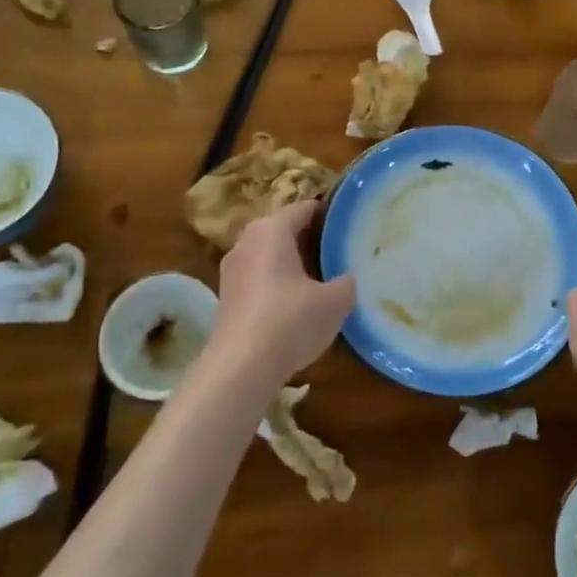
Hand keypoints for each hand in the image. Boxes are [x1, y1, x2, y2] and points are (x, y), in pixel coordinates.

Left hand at [211, 201, 356, 390]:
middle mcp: (247, 241)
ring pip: (269, 256)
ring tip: (321, 279)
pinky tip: (295, 306)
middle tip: (339, 252)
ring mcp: (232, 270)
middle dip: (310, 239)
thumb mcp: (336, 301)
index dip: (329, 214)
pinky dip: (276, 285)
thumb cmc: (291, 320)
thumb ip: (346, 282)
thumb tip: (346, 278)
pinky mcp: (226, 297)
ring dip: (291, 264)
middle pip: (284, 230)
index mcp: (272, 229)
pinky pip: (258, 279)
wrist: (241, 368)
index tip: (350, 225)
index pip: (305, 208)